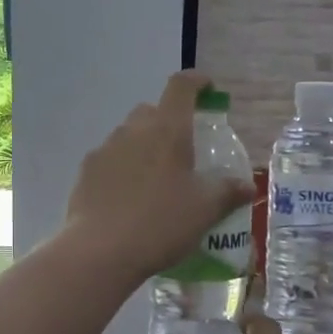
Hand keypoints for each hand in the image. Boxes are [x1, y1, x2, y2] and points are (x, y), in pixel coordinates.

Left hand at [65, 70, 255, 282]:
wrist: (99, 251)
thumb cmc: (160, 223)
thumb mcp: (205, 210)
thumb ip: (228, 192)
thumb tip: (247, 185)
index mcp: (167, 130)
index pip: (181, 87)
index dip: (196, 82)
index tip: (207, 89)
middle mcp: (132, 131)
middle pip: (152, 111)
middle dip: (169, 121)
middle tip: (184, 150)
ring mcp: (104, 150)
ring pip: (128, 136)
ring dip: (144, 147)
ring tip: (156, 181)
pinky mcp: (85, 173)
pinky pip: (110, 161)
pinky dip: (123, 170)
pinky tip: (129, 199)